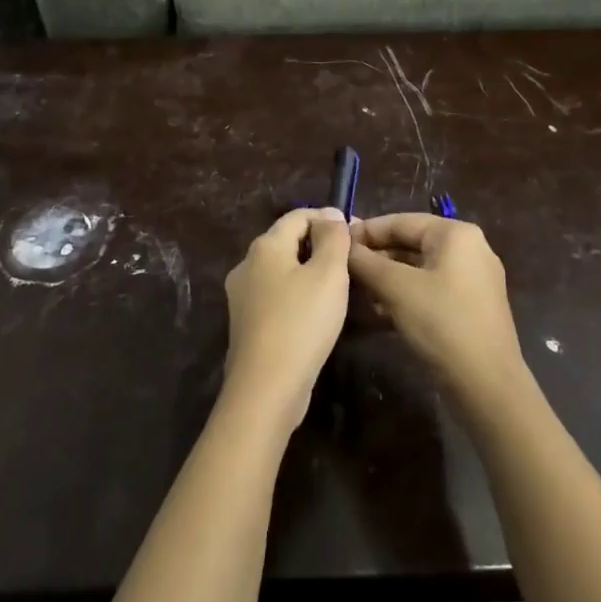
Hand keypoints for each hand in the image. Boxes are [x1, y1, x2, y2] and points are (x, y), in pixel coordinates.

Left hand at [221, 208, 350, 432]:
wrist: (266, 387)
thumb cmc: (301, 322)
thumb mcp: (328, 274)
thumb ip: (333, 238)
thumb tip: (331, 214)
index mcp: (265, 246)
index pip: (299, 215)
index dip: (328, 218)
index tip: (357, 233)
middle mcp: (247, 264)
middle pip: (288, 241)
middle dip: (320, 245)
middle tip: (353, 261)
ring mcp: (243, 296)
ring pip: (283, 271)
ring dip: (311, 272)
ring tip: (341, 287)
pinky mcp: (247, 323)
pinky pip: (277, 296)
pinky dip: (299, 295)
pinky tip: (318, 313)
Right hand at [348, 214, 524, 404]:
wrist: (486, 384)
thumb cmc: (441, 323)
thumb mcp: (396, 288)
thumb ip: (366, 262)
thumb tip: (342, 245)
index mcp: (456, 234)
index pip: (401, 221)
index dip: (366, 231)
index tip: (336, 244)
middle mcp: (469, 249)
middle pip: (411, 243)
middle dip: (376, 257)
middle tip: (343, 269)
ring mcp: (473, 279)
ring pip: (419, 268)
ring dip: (387, 277)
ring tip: (356, 291)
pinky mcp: (471, 306)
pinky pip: (431, 288)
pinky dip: (405, 294)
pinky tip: (379, 310)